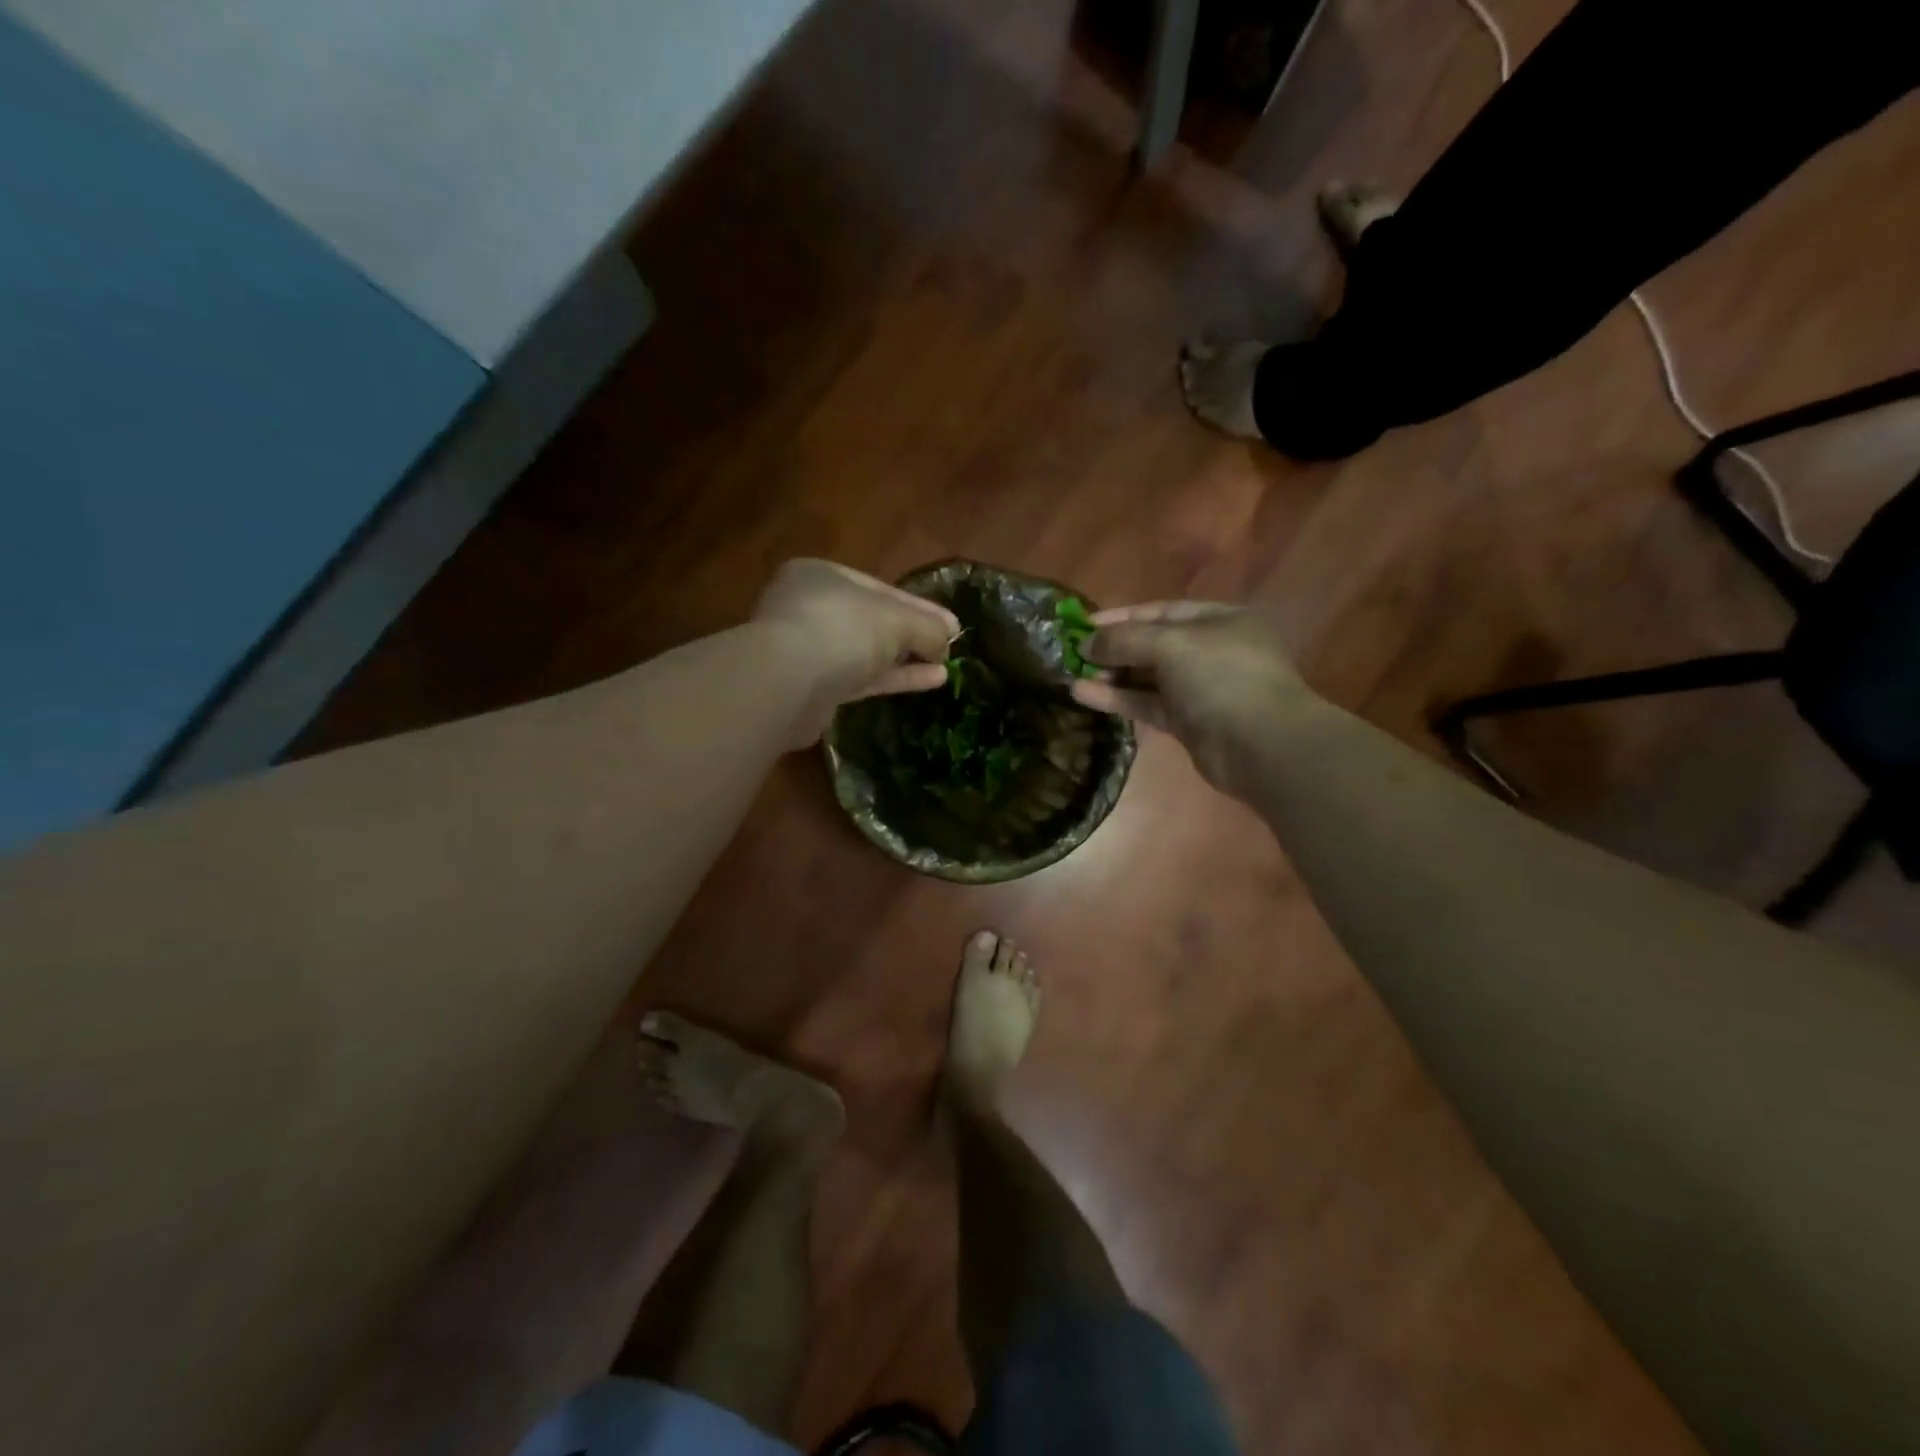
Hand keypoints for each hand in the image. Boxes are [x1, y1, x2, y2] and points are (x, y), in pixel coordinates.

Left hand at [754, 559, 959, 741]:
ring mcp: (806, 650)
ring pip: (865, 652)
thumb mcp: (896, 619)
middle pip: (871, 620)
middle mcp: (808, 608)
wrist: (787, 684)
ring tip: (943, 667)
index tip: (952, 625)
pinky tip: (928, 682)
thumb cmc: (842, 629)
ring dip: (905, 659)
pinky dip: (893, 679)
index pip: (880, 588)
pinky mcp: (811, 689)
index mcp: (821, 576)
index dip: (919, 606)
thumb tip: (948, 640)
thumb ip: (927, 626)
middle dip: (912, 633)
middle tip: (948, 646)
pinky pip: (860, 679)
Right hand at [1069, 601, 1309, 789]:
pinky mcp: (1188, 723)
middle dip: (1114, 648)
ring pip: (1147, 677)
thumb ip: (1124, 639)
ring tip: (1071, 674)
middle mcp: (1211, 650)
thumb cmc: (1222, 677)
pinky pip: (1147, 704)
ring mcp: (1200, 689)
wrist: (1261, 746)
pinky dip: (1118, 699)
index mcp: (1220, 620)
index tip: (1084, 624)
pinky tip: (1083, 694)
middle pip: (1153, 644)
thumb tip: (1086, 643)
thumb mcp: (1171, 644)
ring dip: (1111, 675)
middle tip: (1074, 653)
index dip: (1122, 616)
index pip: (1162, 611)